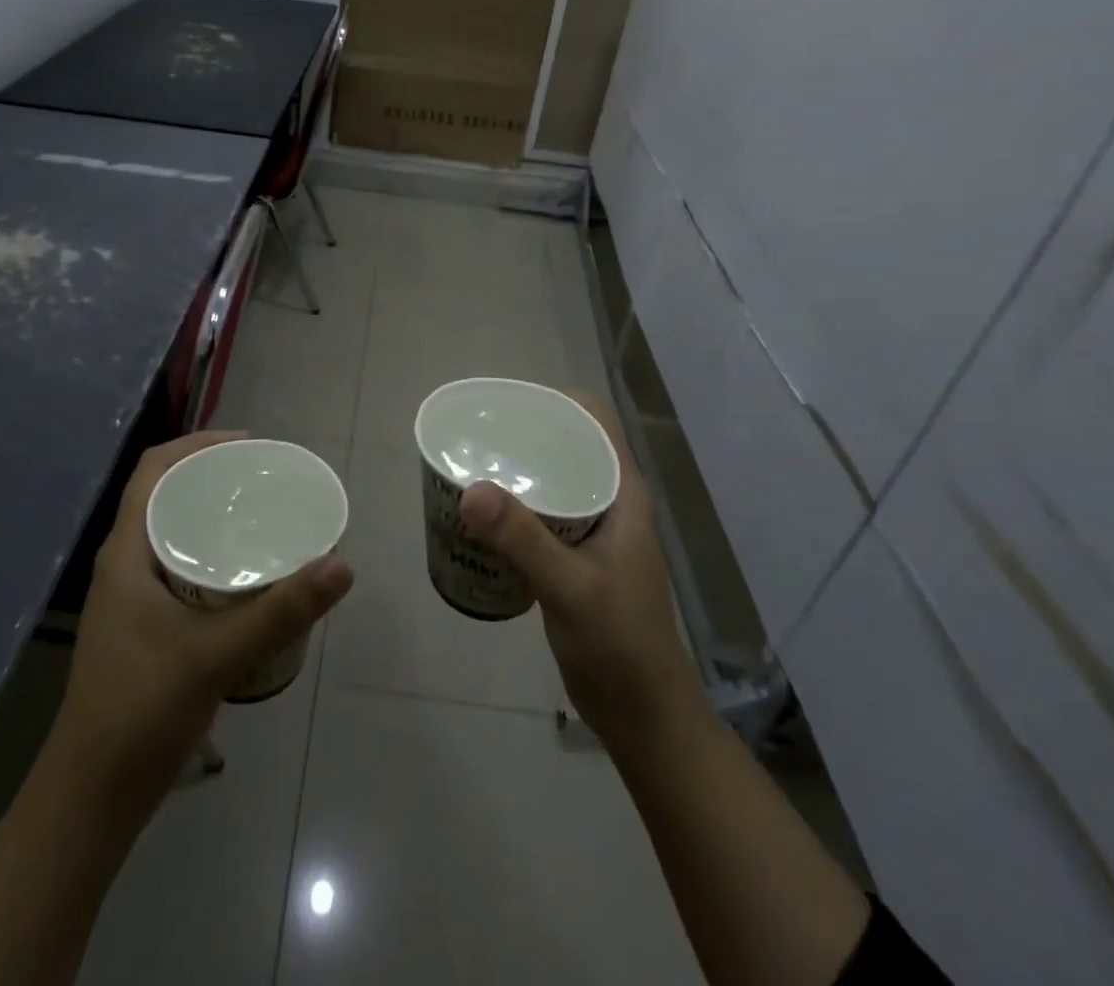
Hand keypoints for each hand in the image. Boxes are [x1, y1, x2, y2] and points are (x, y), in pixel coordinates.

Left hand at [54, 430, 354, 817]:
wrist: (92, 797)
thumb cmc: (141, 711)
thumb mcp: (217, 655)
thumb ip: (281, 610)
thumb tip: (341, 563)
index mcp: (127, 553)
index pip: (154, 470)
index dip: (197, 444)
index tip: (248, 445)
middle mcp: (125, 564)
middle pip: (166, 494)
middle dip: (213, 476)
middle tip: (267, 478)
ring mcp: (131, 596)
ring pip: (173, 531)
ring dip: (212, 515)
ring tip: (264, 514)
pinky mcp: (145, 624)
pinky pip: (180, 564)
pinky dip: (212, 552)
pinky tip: (248, 572)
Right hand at [457, 393, 702, 757]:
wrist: (643, 714)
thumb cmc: (619, 644)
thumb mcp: (570, 587)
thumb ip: (523, 539)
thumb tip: (470, 490)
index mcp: (623, 492)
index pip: (594, 419)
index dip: (554, 399)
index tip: (506, 404)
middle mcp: (611, 500)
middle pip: (568, 443)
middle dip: (525, 432)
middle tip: (475, 434)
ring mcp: (595, 529)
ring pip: (554, 478)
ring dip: (518, 469)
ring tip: (471, 465)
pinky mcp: (577, 556)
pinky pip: (543, 512)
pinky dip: (515, 504)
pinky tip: (482, 515)